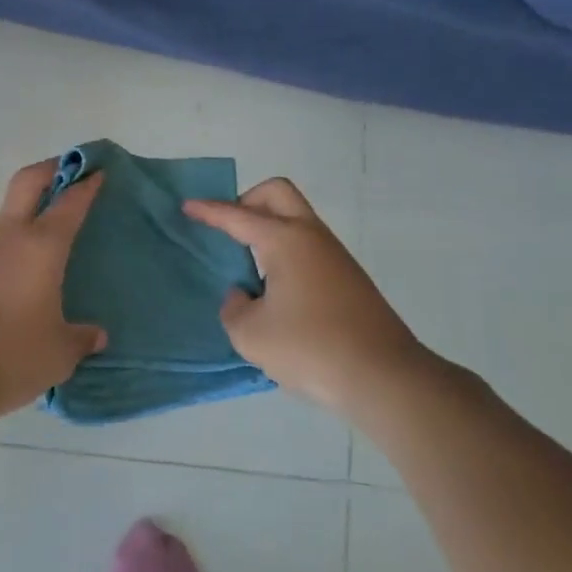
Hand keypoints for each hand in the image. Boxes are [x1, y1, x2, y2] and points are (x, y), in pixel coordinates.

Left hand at [0, 159, 107, 423]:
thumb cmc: (11, 355)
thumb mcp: (59, 352)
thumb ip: (81, 339)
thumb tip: (96, 336)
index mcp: (41, 246)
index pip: (69, 202)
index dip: (87, 184)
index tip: (100, 171)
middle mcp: (9, 239)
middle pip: (27, 182)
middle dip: (51, 168)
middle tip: (73, 171)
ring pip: (9, 215)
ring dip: (31, 210)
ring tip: (55, 233)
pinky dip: (16, 244)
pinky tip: (28, 275)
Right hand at [184, 178, 429, 413]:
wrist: (384, 377)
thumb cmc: (310, 348)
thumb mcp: (251, 334)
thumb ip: (234, 308)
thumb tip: (244, 295)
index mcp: (285, 240)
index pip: (237, 216)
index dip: (209, 211)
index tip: (187, 207)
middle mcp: (311, 236)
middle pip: (277, 194)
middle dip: (247, 201)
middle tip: (227, 229)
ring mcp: (335, 256)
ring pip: (296, 220)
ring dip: (268, 228)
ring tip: (247, 265)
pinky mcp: (348, 279)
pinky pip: (307, 247)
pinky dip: (285, 252)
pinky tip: (276, 290)